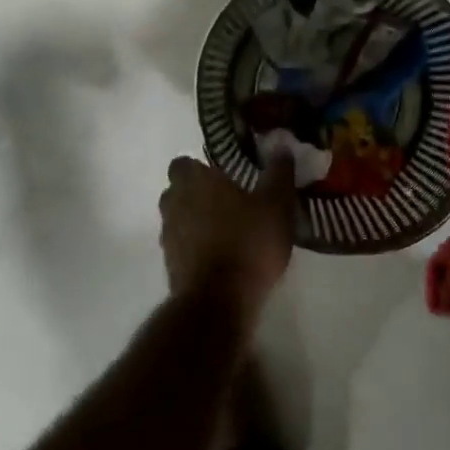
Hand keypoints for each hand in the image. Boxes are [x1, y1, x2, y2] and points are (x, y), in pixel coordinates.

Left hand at [158, 156, 295, 323]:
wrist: (219, 302)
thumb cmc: (248, 243)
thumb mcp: (276, 205)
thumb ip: (278, 174)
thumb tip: (281, 147)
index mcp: (194, 181)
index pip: (183, 163)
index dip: (200, 168)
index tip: (223, 176)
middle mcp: (173, 203)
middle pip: (178, 191)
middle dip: (197, 194)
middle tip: (228, 202)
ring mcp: (168, 236)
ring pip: (178, 219)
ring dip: (195, 222)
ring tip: (227, 232)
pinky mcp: (170, 266)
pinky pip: (181, 247)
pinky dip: (195, 248)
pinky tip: (221, 258)